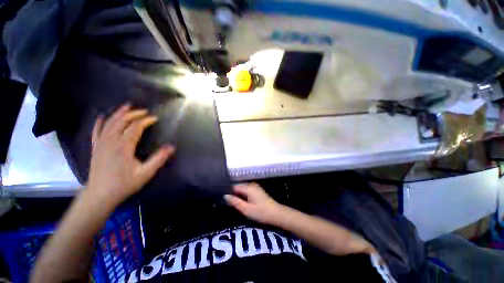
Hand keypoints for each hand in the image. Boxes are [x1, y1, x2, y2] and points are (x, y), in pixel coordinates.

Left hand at [87, 104, 174, 205]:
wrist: (100, 195)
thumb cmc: (124, 184)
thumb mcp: (145, 173)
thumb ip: (159, 159)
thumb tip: (171, 147)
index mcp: (123, 147)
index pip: (135, 127)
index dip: (145, 121)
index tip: (155, 118)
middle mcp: (111, 142)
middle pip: (121, 122)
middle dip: (133, 114)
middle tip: (144, 111)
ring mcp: (101, 144)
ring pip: (109, 124)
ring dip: (118, 114)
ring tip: (127, 107)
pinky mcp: (95, 148)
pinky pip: (95, 132)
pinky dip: (99, 123)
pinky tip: (102, 117)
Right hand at [224, 183, 282, 224]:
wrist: (276, 214)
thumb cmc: (261, 212)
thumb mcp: (246, 209)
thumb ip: (235, 202)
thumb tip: (225, 195)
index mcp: (248, 188)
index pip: (234, 186)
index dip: (228, 191)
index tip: (223, 198)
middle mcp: (251, 185)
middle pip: (238, 186)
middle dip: (233, 193)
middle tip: (228, 203)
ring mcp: (255, 187)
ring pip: (243, 188)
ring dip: (238, 194)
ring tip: (233, 203)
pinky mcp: (258, 191)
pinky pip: (247, 190)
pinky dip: (243, 195)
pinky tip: (242, 202)